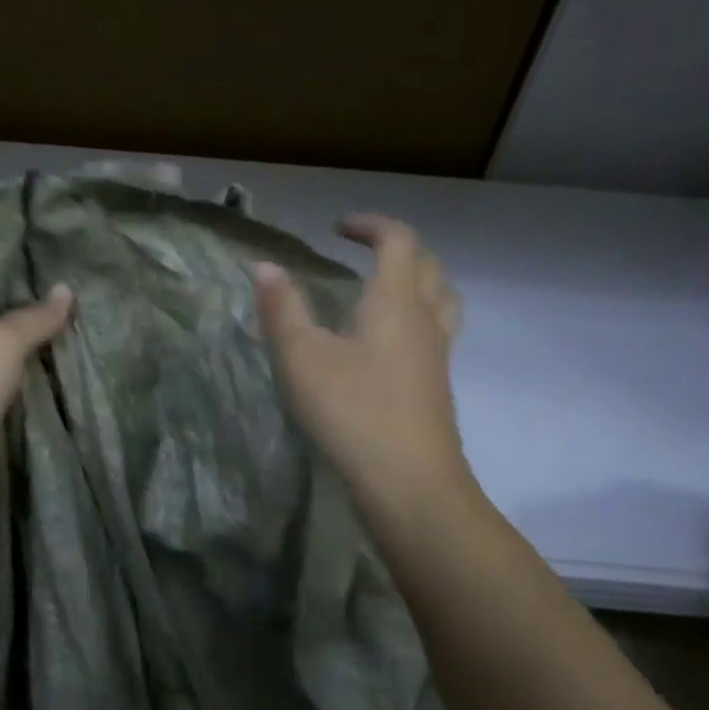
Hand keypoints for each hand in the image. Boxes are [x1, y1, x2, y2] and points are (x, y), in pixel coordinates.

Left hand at [0, 285, 73, 554]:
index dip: (29, 300)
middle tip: (97, 327)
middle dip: (46, 342)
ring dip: (51, 381)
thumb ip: (36, 317)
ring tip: (101, 360)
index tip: (74, 296)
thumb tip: (66, 288)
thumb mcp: (0, 341)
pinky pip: (24, 420)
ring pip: (20, 386)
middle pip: (9, 348)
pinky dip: (47, 414)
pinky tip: (84, 402)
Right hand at [255, 216, 479, 549]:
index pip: (399, 241)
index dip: (371, 225)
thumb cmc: (352, 411)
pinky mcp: (438, 385)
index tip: (337, 228)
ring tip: (384, 286)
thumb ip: (282, 308)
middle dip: (396, 246)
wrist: (410, 484)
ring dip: (417, 278)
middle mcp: (425, 319)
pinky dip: (418, 314)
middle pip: (428, 264)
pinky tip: (389, 341)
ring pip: (442, 297)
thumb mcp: (301, 357)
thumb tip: (266, 266)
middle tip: (361, 250)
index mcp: (395, 301)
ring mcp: (438, 354)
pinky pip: (438, 329)